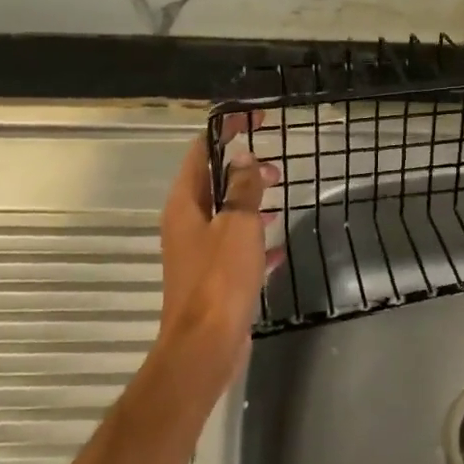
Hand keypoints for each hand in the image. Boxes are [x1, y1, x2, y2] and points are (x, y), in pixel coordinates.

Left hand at [158, 115, 279, 395]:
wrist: (206, 345)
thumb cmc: (220, 279)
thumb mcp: (237, 225)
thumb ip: (242, 189)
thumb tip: (244, 158)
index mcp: (185, 205)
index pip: (202, 153)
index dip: (226, 132)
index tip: (254, 118)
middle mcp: (186, 224)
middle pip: (213, 183)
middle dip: (242, 169)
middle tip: (276, 166)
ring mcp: (199, 253)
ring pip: (226, 215)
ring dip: (250, 202)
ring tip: (279, 196)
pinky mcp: (214, 278)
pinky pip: (236, 247)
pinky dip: (255, 239)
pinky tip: (278, 245)